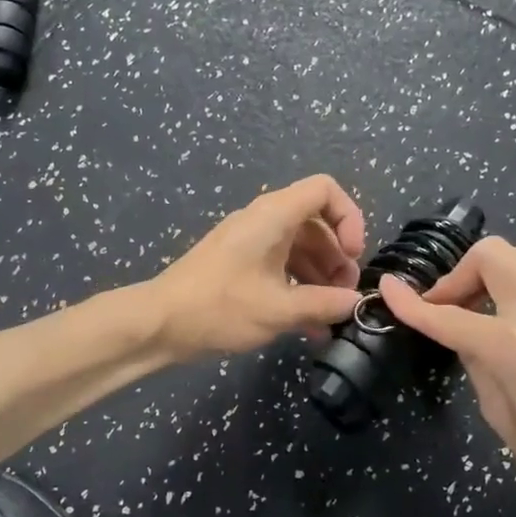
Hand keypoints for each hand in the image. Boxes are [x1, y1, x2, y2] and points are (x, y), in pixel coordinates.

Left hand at [146, 175, 365, 359]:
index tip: (354, 255)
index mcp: (273, 215)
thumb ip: (323, 304)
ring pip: (299, 248)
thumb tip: (355, 303)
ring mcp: (250, 243)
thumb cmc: (220, 307)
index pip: (324, 190)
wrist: (160, 323)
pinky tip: (309, 326)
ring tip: (331, 315)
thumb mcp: (278, 309)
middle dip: (337, 257)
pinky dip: (298, 288)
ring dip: (320, 277)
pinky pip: (280, 266)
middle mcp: (263, 221)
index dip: (349, 217)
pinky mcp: (240, 265)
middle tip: (345, 294)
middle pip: (316, 223)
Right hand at [378, 239, 515, 516]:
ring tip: (475, 316)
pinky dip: (514, 293)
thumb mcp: (503, 419)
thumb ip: (478, 365)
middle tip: (447, 309)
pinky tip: (508, 332)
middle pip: (494, 254)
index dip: (412, 304)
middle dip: (459, 274)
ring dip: (488, 277)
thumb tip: (465, 337)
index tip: (387, 289)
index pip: (451, 316)